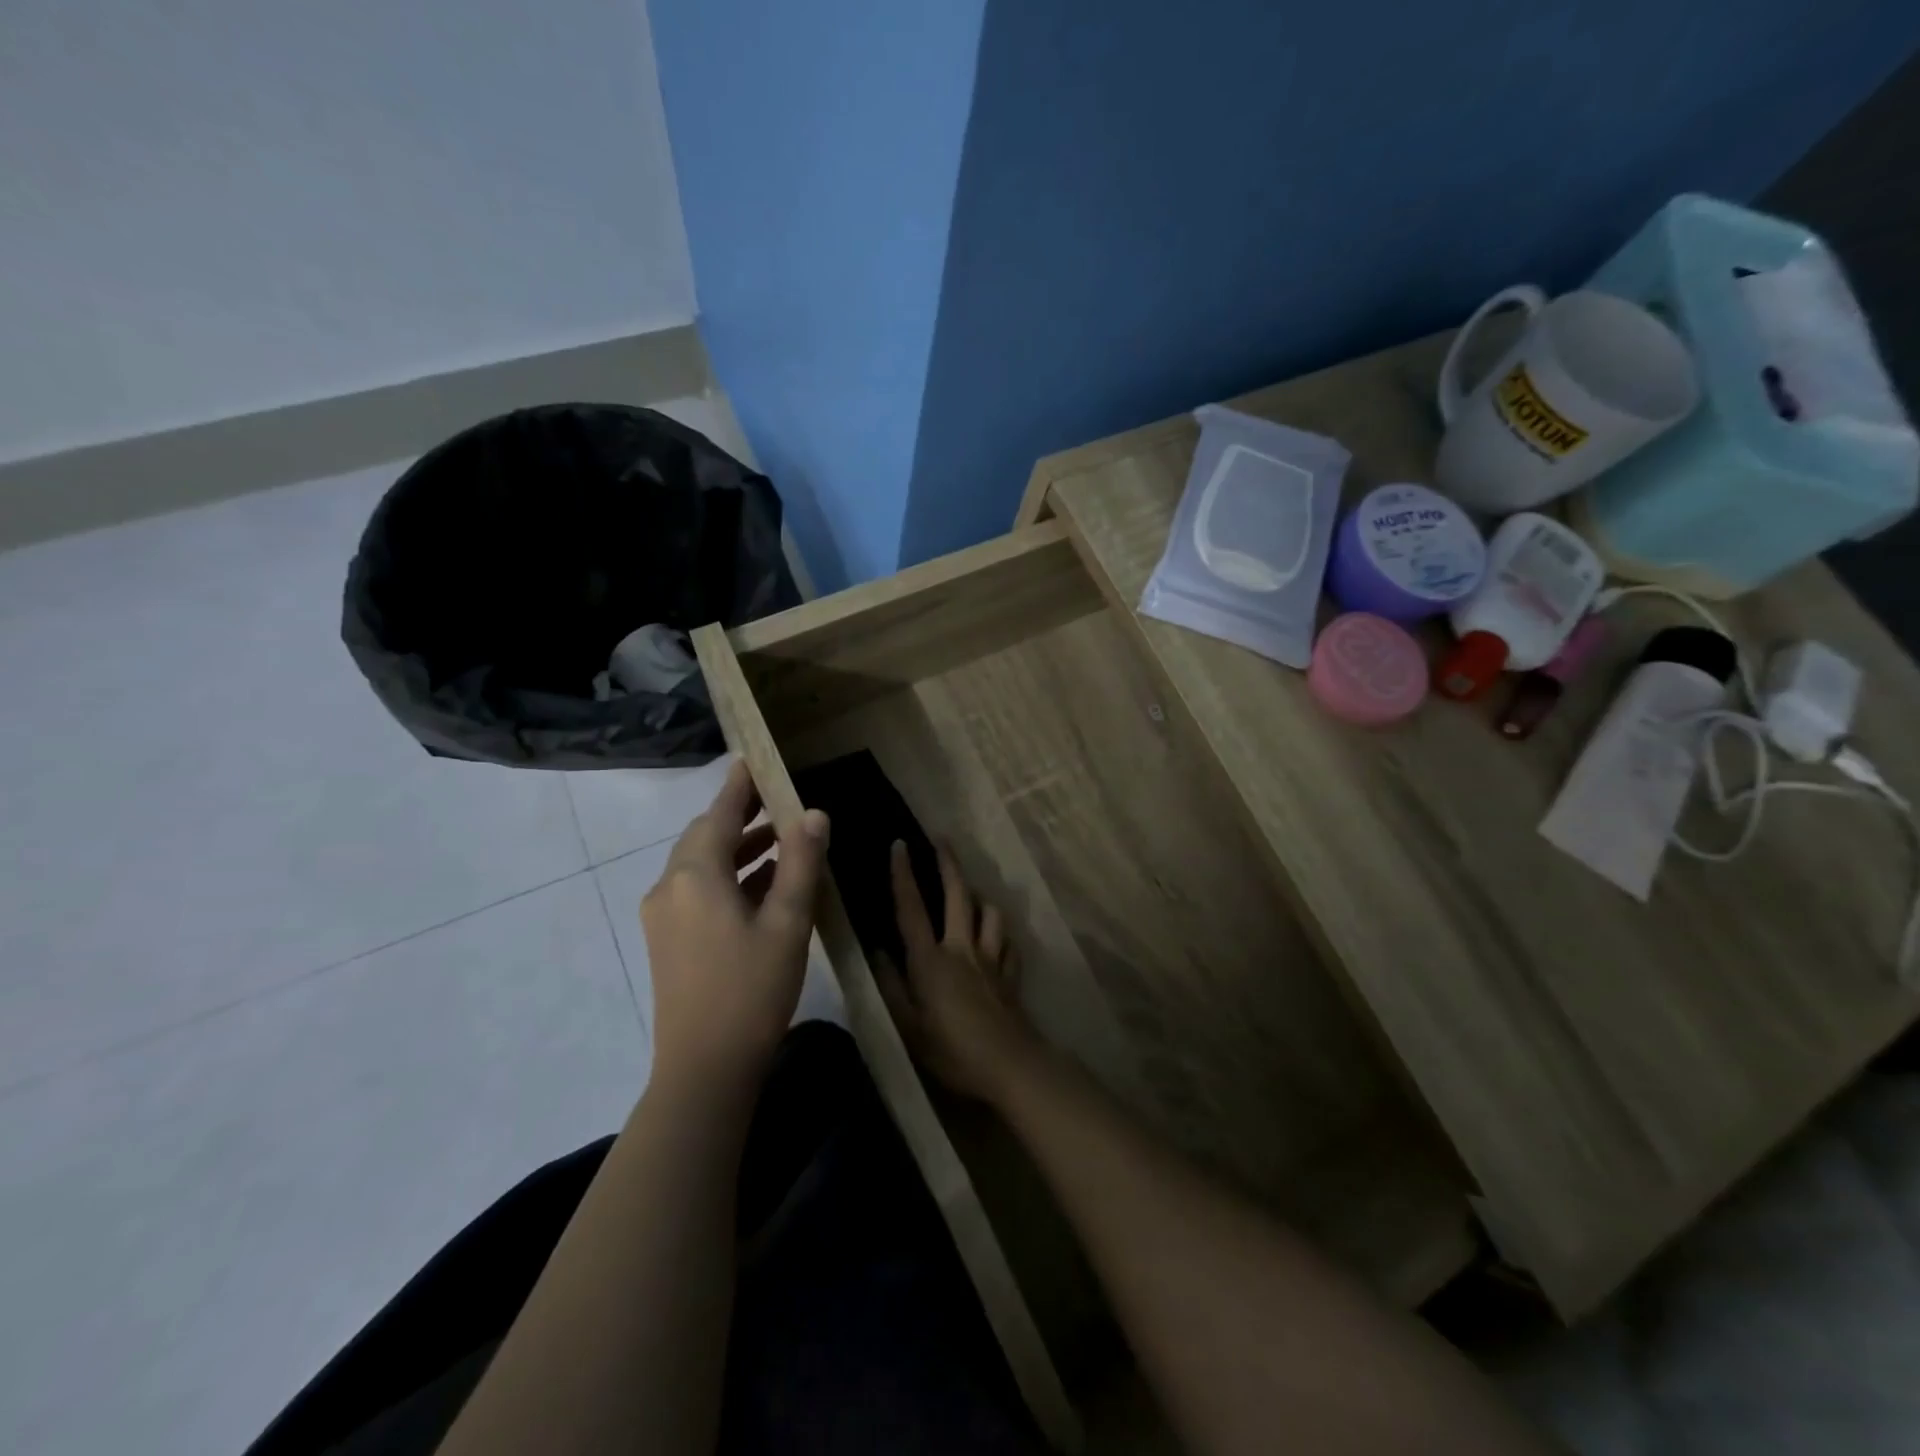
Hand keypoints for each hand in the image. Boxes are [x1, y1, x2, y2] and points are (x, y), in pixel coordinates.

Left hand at [641, 760, 828, 1095]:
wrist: (704, 1070)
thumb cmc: (751, 990)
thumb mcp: (788, 922)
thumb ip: (800, 862)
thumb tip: (813, 814)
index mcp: (695, 875)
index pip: (720, 813)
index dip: (740, 786)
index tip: (754, 759)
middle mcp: (669, 887)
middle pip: (706, 836)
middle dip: (741, 816)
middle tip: (778, 798)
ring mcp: (663, 916)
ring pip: (702, 865)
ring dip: (738, 848)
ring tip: (780, 838)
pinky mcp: (667, 941)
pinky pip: (698, 891)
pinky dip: (728, 878)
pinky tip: (761, 885)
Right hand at [876, 839, 1045, 1104]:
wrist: (1009, 1066)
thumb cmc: (951, 1050)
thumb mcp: (908, 1026)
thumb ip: (891, 987)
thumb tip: (876, 952)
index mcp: (931, 960)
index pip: (912, 908)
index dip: (904, 875)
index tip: (900, 844)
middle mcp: (962, 949)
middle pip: (958, 895)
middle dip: (949, 865)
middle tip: (942, 841)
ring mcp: (991, 959)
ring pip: (990, 913)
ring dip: (980, 898)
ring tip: (972, 894)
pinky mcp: (1011, 974)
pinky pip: (1009, 943)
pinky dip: (1001, 934)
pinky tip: (997, 938)